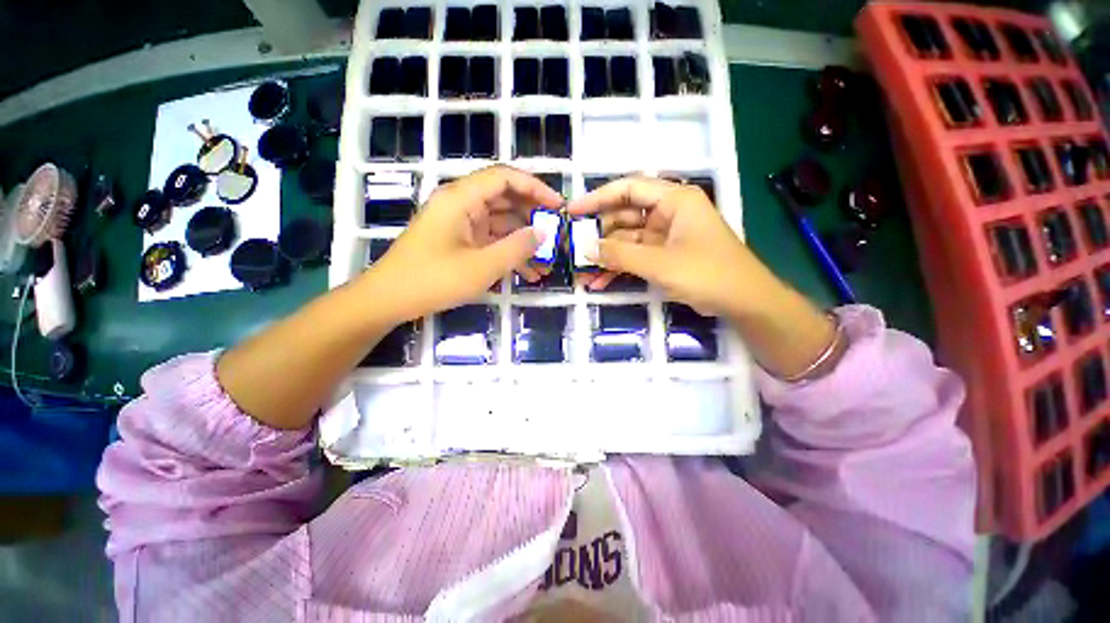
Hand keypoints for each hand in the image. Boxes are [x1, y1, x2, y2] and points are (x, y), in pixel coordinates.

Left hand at [366, 165, 562, 322]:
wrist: (388, 301)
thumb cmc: (432, 280)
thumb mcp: (481, 267)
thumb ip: (516, 248)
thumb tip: (543, 233)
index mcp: (461, 199)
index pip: (505, 178)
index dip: (535, 188)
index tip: (558, 207)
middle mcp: (461, 204)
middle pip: (505, 199)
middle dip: (533, 217)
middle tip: (556, 234)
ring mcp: (460, 224)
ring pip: (501, 223)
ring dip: (524, 241)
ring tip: (547, 262)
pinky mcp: (460, 242)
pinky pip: (491, 241)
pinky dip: (509, 253)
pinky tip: (529, 274)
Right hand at [566, 176, 778, 318]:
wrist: (742, 301)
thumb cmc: (707, 273)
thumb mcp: (659, 263)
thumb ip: (620, 254)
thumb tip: (585, 248)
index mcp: (674, 200)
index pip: (628, 188)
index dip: (598, 198)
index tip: (573, 212)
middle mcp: (667, 213)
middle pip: (624, 217)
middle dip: (599, 235)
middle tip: (573, 249)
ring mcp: (664, 237)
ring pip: (626, 241)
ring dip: (606, 258)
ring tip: (582, 273)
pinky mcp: (663, 256)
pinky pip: (634, 258)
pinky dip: (618, 269)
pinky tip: (599, 283)